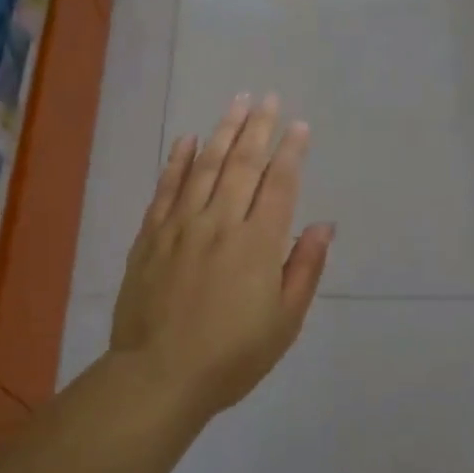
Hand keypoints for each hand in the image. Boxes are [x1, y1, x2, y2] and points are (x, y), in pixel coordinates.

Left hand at [110, 94, 333, 418]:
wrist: (159, 375)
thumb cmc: (231, 357)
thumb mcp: (284, 322)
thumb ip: (304, 269)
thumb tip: (323, 225)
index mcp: (258, 244)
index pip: (279, 184)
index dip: (291, 151)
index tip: (299, 125)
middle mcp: (221, 222)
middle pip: (243, 164)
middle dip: (259, 127)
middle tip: (268, 97)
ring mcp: (181, 225)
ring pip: (205, 166)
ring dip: (223, 131)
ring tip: (236, 102)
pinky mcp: (151, 235)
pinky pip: (166, 188)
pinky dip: (178, 160)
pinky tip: (188, 139)